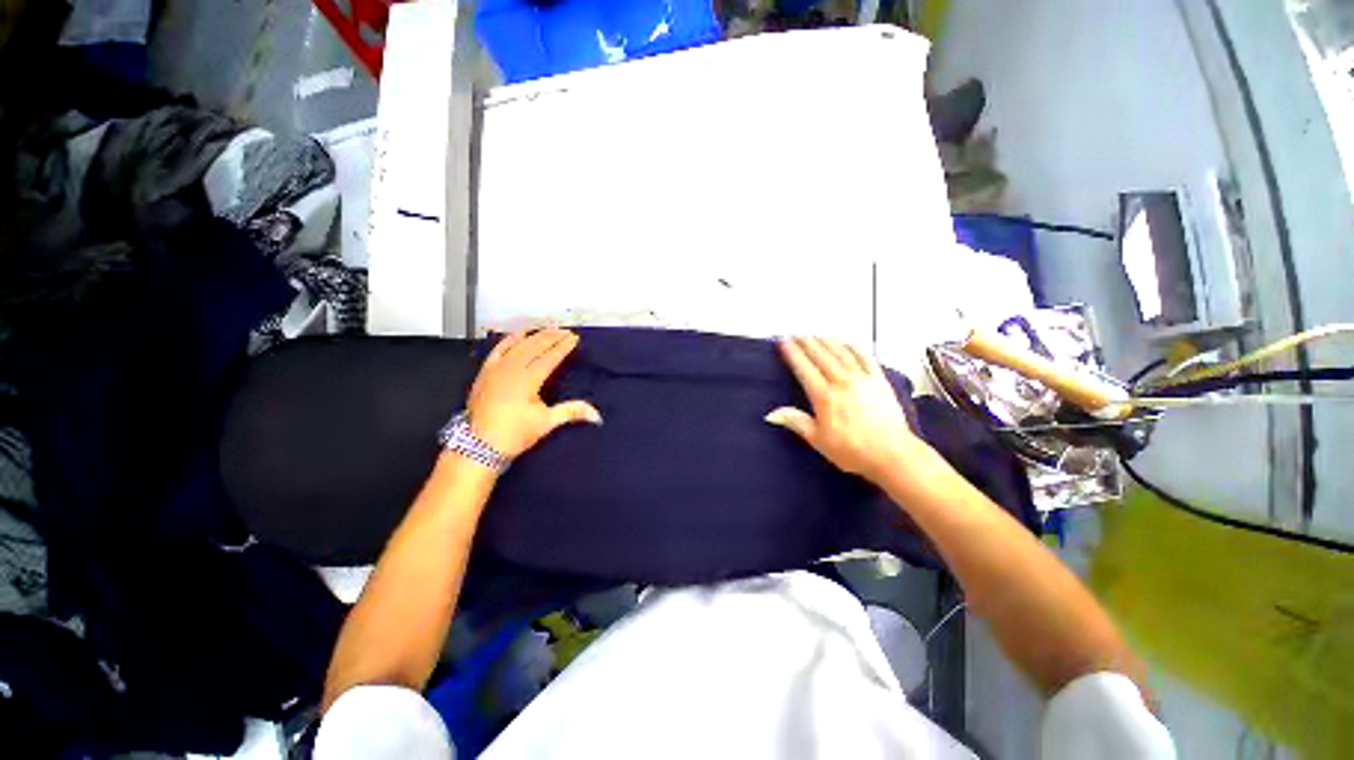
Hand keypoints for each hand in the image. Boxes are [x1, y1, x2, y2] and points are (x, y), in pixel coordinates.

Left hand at [467, 328, 601, 457]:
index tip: (574, 338)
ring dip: (535, 335)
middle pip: (535, 347)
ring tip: (548, 329)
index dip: (563, 347)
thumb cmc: (515, 433)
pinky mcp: (485, 372)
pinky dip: (510, 340)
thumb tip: (597, 415)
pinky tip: (518, 334)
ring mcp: (497, 368)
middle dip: (552, 337)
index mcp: (528, 380)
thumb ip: (572, 412)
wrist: (479, 445)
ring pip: (518, 345)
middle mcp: (512, 369)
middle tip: (565, 331)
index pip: (549, 357)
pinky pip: (499, 349)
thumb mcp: (546, 423)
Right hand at [765, 336, 921, 481]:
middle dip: (807, 343)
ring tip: (816, 334)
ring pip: (841, 353)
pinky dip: (854, 347)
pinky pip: (865, 358)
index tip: (783, 341)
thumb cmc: (851, 450)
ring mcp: (862, 379)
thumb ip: (796, 422)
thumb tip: (770, 413)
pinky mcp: (879, 381)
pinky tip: (847, 342)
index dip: (792, 353)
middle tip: (796, 334)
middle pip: (821, 356)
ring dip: (827, 342)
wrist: (892, 454)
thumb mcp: (818, 440)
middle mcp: (841, 382)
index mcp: (824, 396)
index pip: (804, 369)